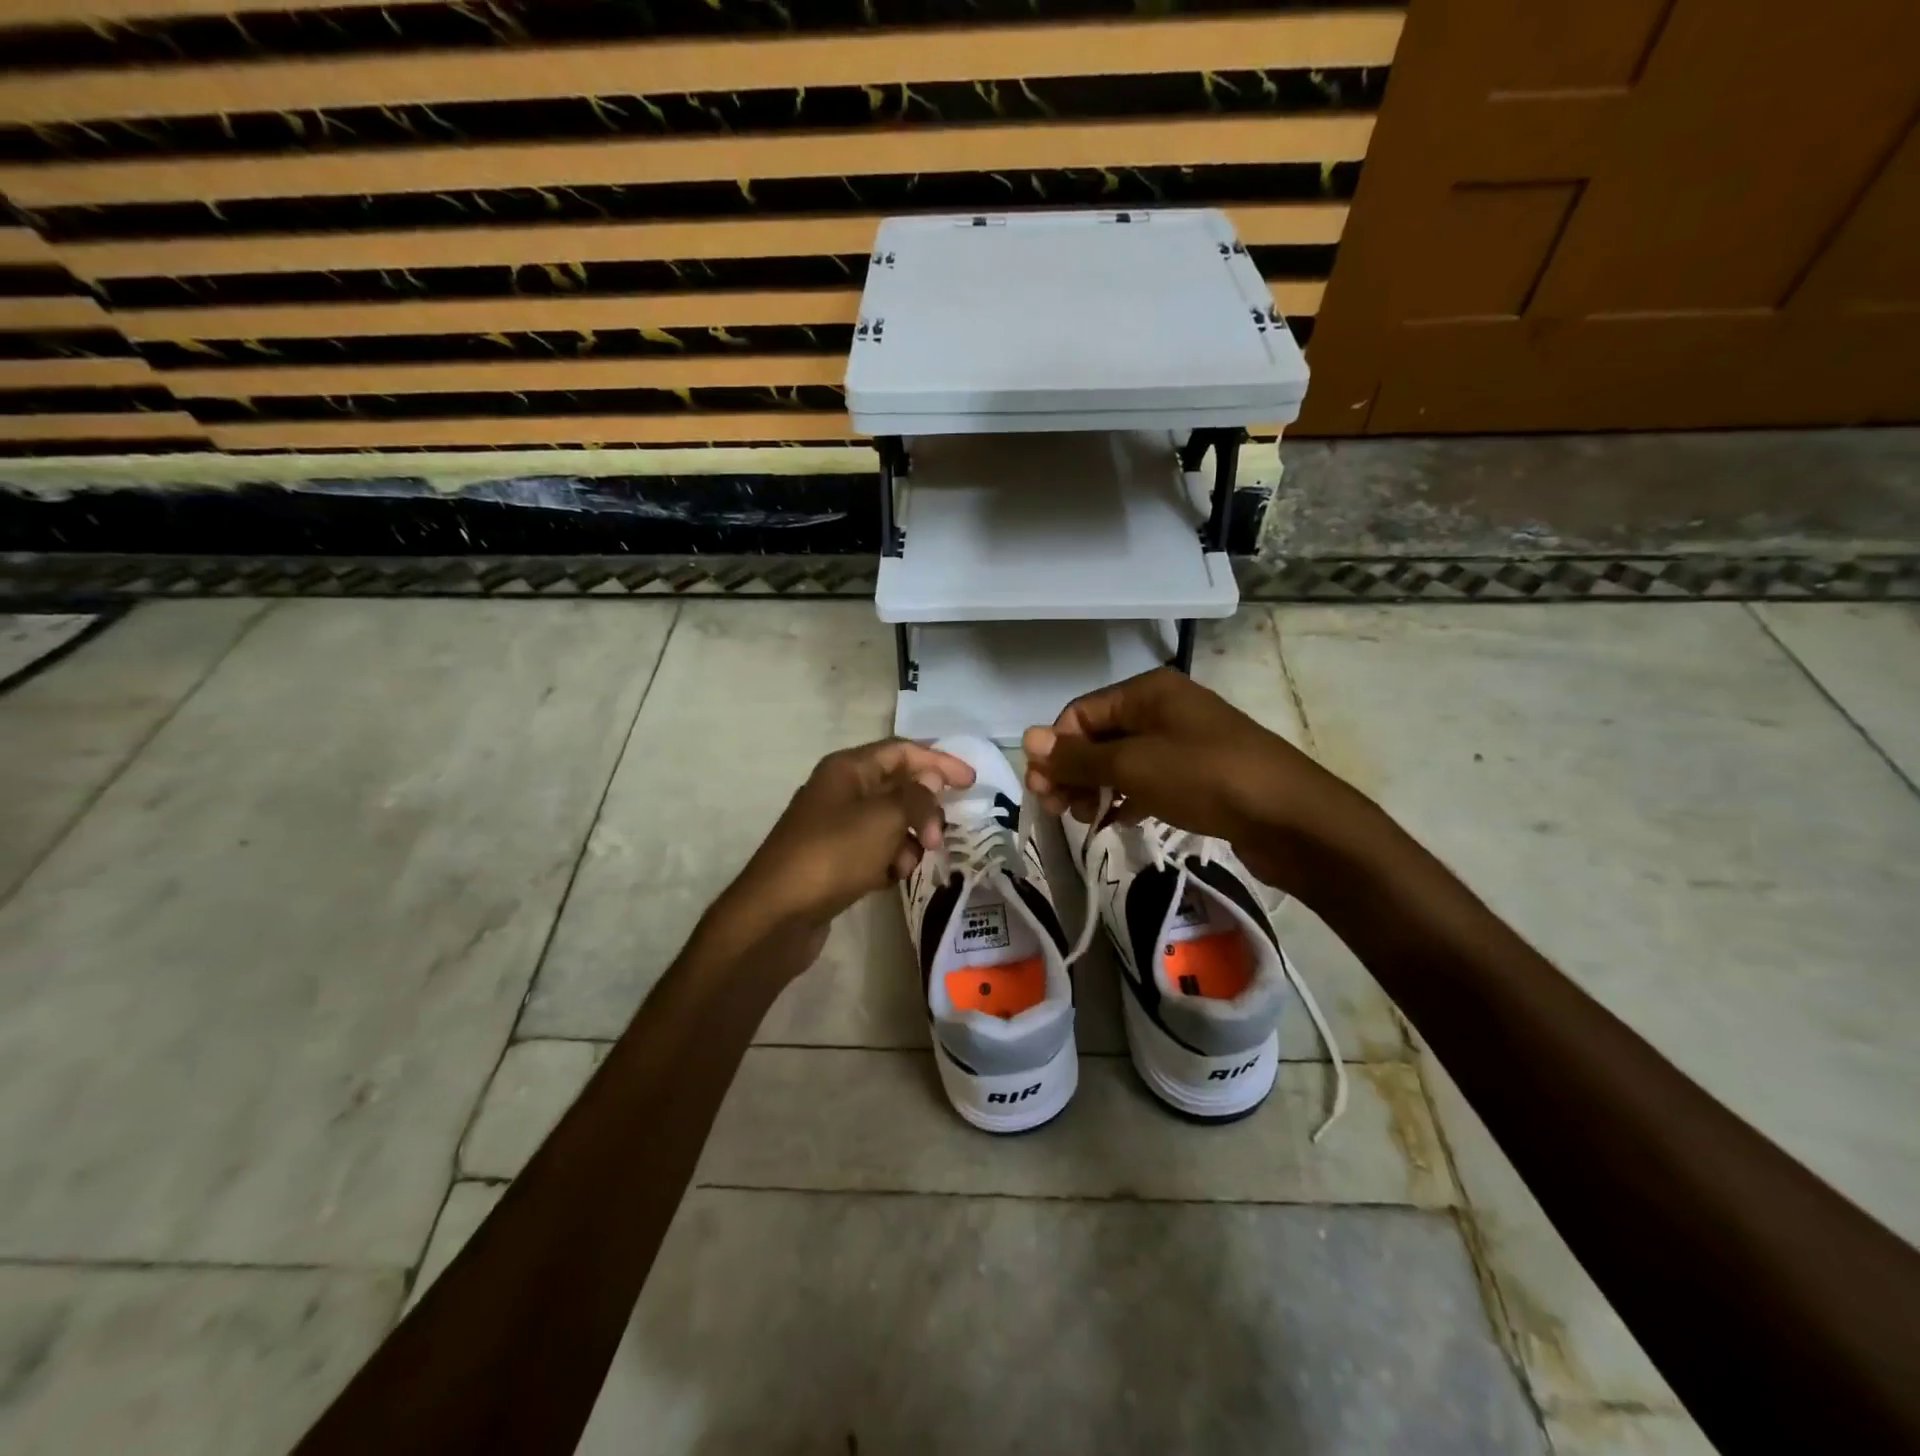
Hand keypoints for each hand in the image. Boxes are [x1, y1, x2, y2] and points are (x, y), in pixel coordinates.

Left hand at [712, 739, 975, 959]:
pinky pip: (875, 850)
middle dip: (924, 810)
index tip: (971, 782)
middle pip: (898, 787)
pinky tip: (888, 878)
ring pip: (890, 822)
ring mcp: (835, 827)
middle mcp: (840, 791)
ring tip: (907, 864)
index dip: (938, 762)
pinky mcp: (834, 860)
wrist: (778, 914)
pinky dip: (889, 860)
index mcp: (847, 769)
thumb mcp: (884, 818)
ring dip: (908, 840)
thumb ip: (916, 796)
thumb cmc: (834, 854)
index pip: (902, 751)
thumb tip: (930, 780)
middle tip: (938, 837)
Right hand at [1022, 668, 1369, 894]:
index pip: (1080, 713)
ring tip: (1084, 819)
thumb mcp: (1133, 766)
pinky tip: (1115, 822)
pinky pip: (1147, 780)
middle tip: (1056, 810)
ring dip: (1096, 787)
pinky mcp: (1198, 774)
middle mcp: (1164, 708)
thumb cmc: (1206, 778)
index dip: (1056, 749)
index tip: (1042, 791)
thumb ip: (1078, 757)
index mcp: (1147, 691)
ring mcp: (1183, 741)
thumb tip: (1025, 739)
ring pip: (1122, 760)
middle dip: (1073, 771)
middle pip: (1099, 736)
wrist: (1292, 818)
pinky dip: (1126, 798)